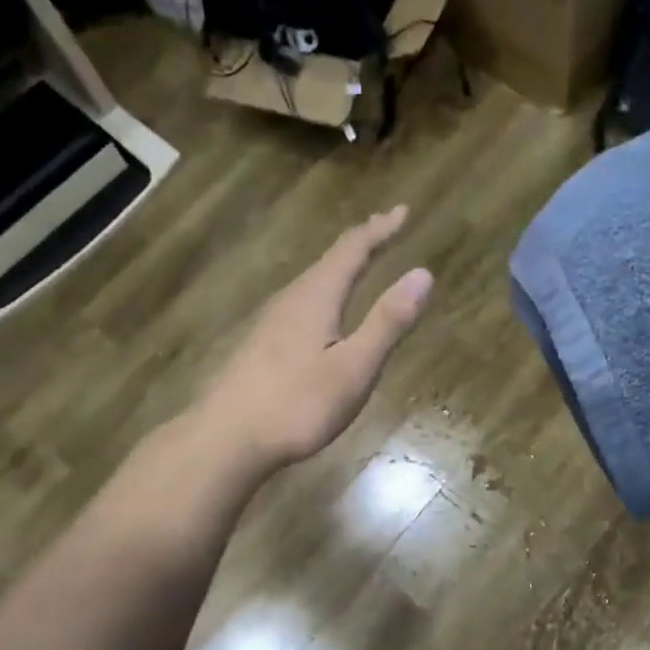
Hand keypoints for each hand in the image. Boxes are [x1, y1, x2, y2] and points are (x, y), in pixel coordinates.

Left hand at [197, 205, 432, 471]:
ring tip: (359, 262)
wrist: (227, 439)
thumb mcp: (355, 367)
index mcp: (316, 297)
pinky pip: (302, 303)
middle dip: (361, 242)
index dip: (380, 229)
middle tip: (385, 228)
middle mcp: (291, 300)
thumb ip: (387, 321)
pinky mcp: (261, 346)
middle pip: (329, 260)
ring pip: (312, 281)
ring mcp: (271, 323)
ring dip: (340, 266)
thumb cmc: (297, 405)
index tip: (403, 211)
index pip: (352, 250)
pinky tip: (322, 312)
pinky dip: (324, 292)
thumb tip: (422, 273)